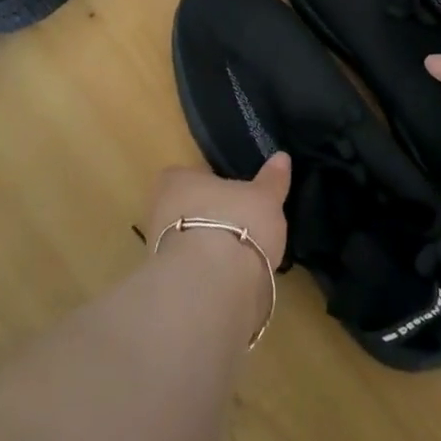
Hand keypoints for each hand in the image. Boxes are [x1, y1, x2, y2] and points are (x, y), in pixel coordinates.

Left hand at [144, 154, 290, 269]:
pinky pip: (191, 269)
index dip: (210, 184)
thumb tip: (282, 157)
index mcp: (177, 180)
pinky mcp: (168, 283)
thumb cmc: (237, 222)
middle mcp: (159, 209)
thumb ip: (272, 179)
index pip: (189, 175)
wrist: (212, 284)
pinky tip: (231, 279)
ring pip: (186, 240)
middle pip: (185, 208)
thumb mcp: (265, 198)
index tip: (231, 193)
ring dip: (207, 246)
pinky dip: (208, 272)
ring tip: (240, 254)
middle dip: (208, 216)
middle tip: (239, 223)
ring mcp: (158, 248)